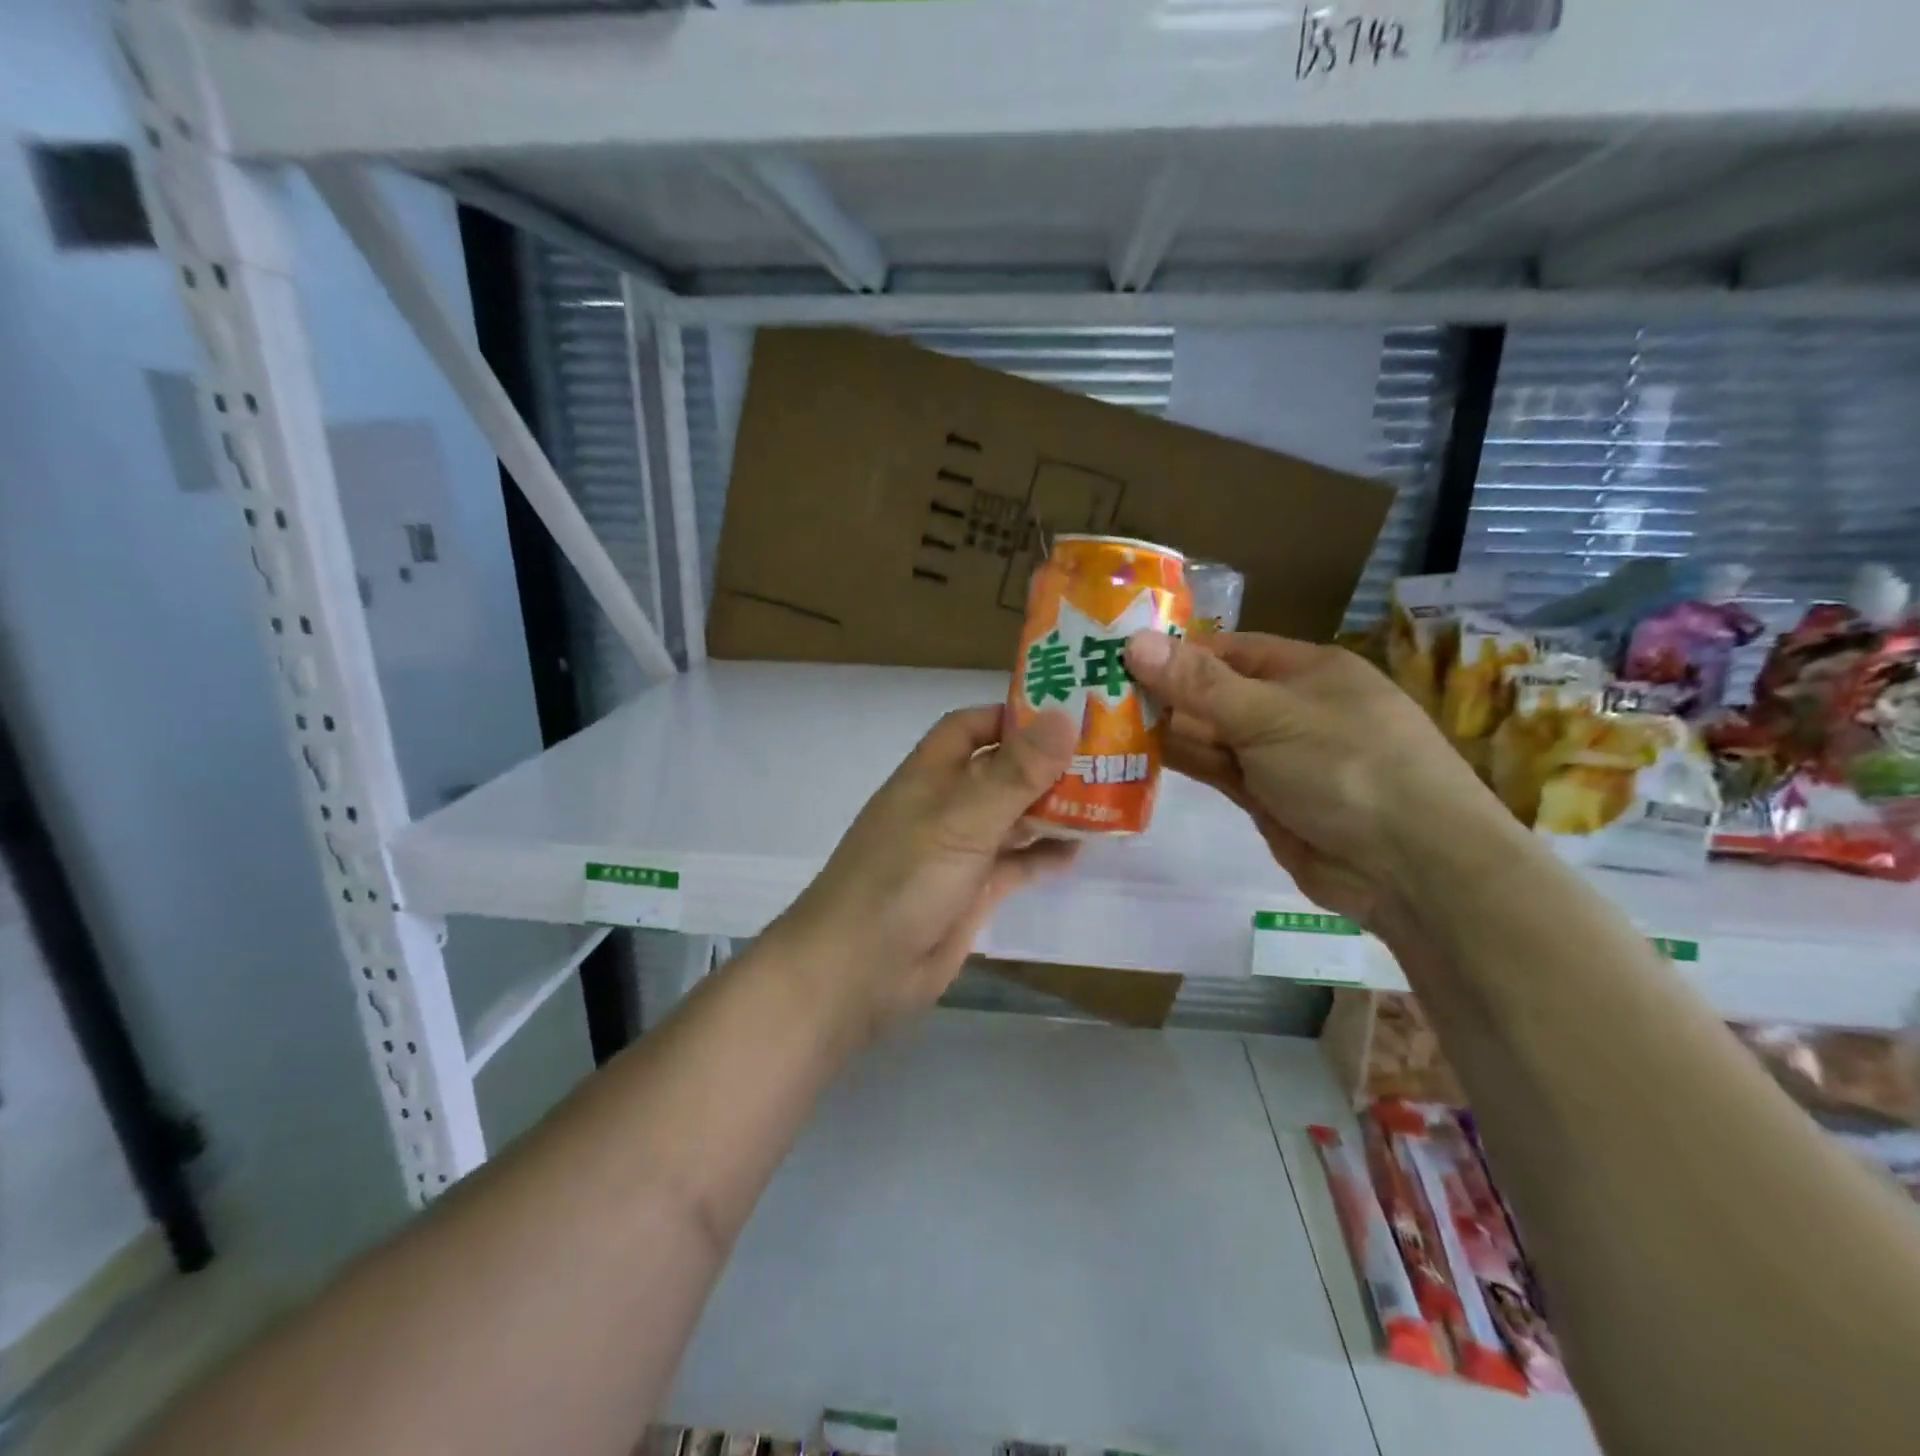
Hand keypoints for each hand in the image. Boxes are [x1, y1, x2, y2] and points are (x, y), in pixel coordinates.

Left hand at [769, 705, 1080, 1044]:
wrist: (860, 971)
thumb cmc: (904, 879)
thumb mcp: (962, 819)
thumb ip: (1014, 772)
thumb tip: (1064, 715)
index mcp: (931, 774)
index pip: (971, 726)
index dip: (1013, 716)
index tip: (1067, 715)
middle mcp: (946, 806)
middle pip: (1001, 771)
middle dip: (1046, 764)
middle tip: (1106, 758)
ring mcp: (959, 850)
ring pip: (1013, 818)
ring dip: (1052, 809)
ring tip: (1107, 801)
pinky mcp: (972, 891)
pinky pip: (1016, 864)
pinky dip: (1044, 856)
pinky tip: (1081, 852)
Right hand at [1123, 629, 1515, 934]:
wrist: (1411, 868)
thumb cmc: (1347, 766)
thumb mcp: (1269, 716)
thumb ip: (1199, 684)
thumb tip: (1134, 642)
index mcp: (1305, 670)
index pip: (1227, 650)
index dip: (1174, 652)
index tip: (1116, 655)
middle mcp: (1289, 708)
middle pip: (1213, 693)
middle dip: (1161, 692)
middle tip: (1092, 691)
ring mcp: (1277, 757)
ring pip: (1210, 735)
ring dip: (1163, 730)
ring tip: (1098, 721)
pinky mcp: (1265, 799)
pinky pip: (1214, 771)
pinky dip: (1180, 764)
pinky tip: (1132, 755)